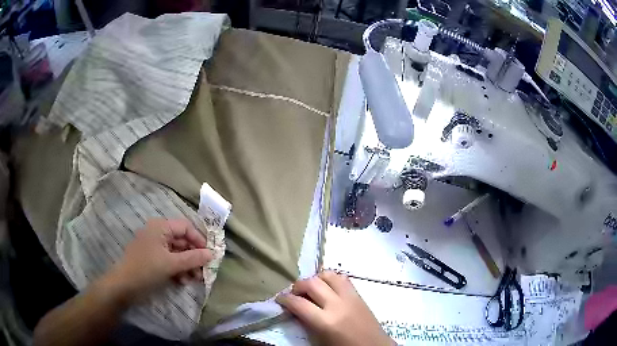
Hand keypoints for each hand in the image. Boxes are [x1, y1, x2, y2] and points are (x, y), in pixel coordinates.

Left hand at [106, 219, 213, 303]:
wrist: (124, 285)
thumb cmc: (147, 269)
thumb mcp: (171, 264)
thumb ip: (193, 258)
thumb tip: (212, 254)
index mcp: (160, 227)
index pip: (186, 227)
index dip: (199, 240)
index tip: (209, 255)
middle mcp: (158, 233)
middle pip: (182, 241)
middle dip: (194, 256)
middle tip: (204, 271)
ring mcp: (155, 246)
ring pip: (177, 252)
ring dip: (188, 265)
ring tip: (195, 279)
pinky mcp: (153, 258)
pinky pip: (170, 260)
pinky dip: (178, 269)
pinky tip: (183, 281)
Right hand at [276, 271, 394, 345]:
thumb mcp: (320, 341)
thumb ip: (306, 323)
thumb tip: (295, 309)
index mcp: (326, 321)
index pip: (298, 303)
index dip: (284, 299)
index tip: (280, 300)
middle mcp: (337, 305)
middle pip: (312, 283)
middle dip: (298, 286)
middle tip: (294, 294)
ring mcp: (350, 297)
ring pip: (328, 275)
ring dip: (316, 279)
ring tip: (311, 290)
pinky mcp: (359, 295)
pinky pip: (343, 279)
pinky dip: (331, 279)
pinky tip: (328, 289)